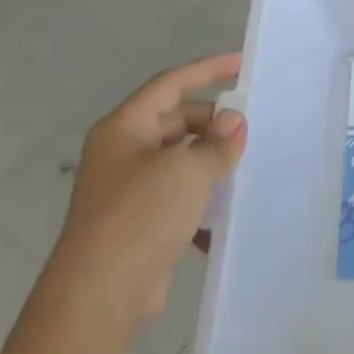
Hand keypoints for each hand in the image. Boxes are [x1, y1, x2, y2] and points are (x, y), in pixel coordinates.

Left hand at [42, 55, 245, 329]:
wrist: (102, 291)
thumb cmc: (140, 216)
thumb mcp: (186, 171)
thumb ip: (216, 143)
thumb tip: (234, 121)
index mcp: (124, 129)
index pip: (170, 85)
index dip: (206, 70)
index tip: (241, 63)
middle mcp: (123, 153)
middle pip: (175, 121)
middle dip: (213, 123)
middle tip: (252, 129)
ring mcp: (131, 188)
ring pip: (181, 160)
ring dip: (212, 161)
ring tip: (249, 166)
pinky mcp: (143, 221)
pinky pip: (181, 195)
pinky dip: (204, 197)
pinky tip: (230, 211)